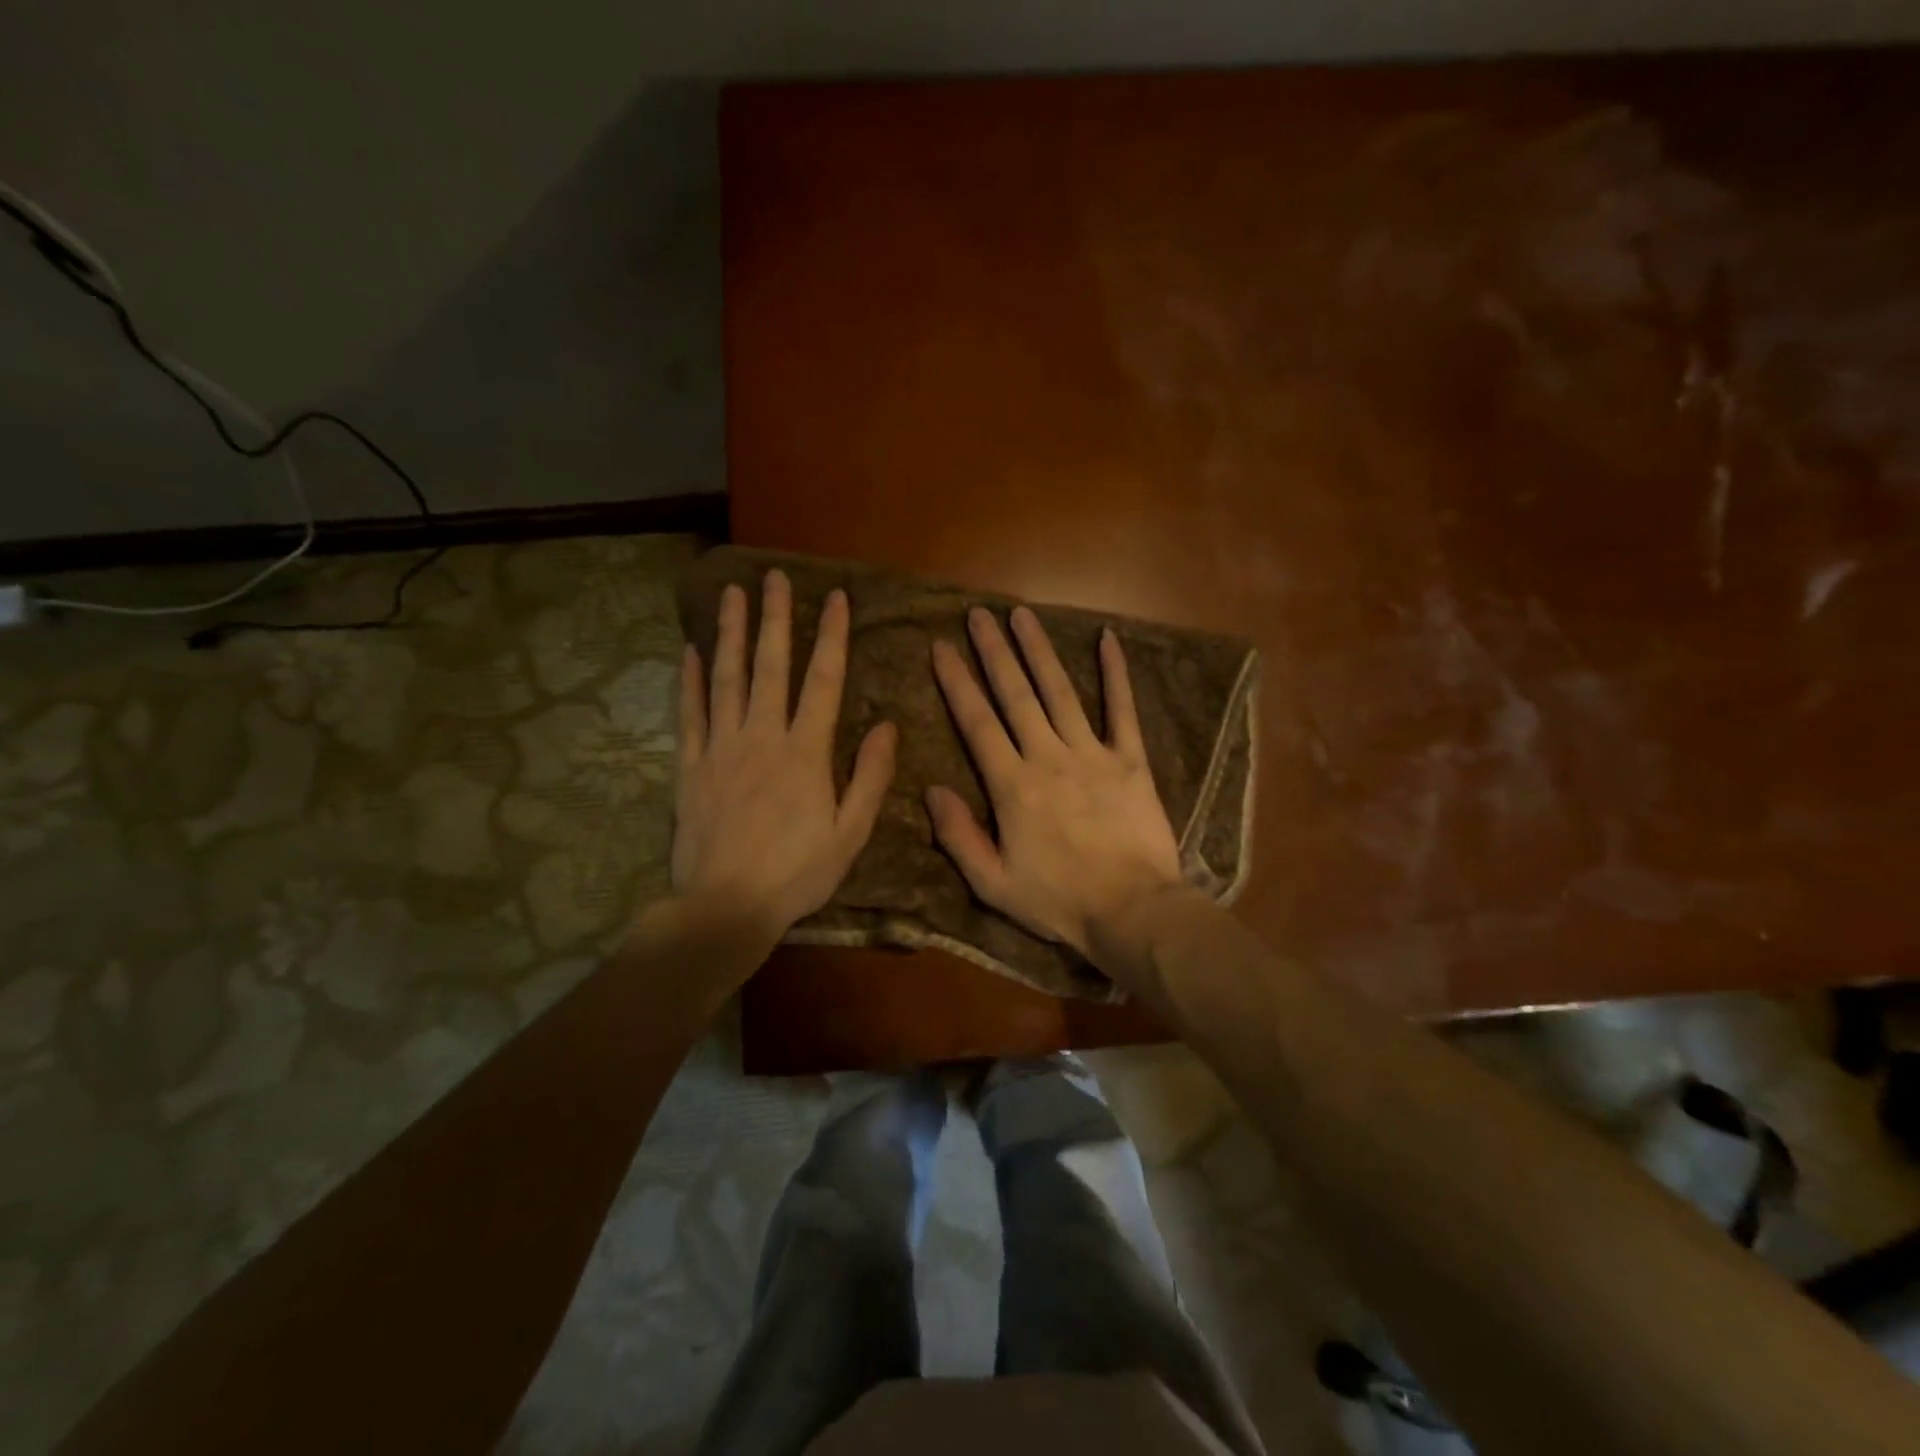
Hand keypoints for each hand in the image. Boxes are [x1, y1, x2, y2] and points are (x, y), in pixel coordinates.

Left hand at [672, 569, 895, 941]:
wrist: (726, 905)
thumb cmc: (797, 872)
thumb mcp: (851, 833)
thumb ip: (870, 777)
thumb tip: (888, 726)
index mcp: (806, 752)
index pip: (824, 681)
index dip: (832, 637)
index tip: (835, 598)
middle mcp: (762, 737)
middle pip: (771, 667)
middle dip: (776, 619)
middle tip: (775, 578)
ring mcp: (721, 747)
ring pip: (727, 679)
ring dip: (732, 634)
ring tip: (732, 594)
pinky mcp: (690, 765)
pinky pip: (689, 713)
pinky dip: (689, 680)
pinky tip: (691, 651)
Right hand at [928, 605, 1186, 967]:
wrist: (1134, 911)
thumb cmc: (1059, 901)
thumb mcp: (993, 884)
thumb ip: (959, 835)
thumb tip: (932, 789)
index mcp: (1012, 786)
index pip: (977, 723)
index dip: (957, 683)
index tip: (942, 647)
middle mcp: (1049, 757)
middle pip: (1016, 695)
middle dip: (994, 652)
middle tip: (978, 614)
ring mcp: (1093, 754)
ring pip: (1060, 692)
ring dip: (1039, 650)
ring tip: (1021, 615)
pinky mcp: (1131, 760)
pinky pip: (1122, 709)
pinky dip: (1115, 673)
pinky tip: (1107, 638)